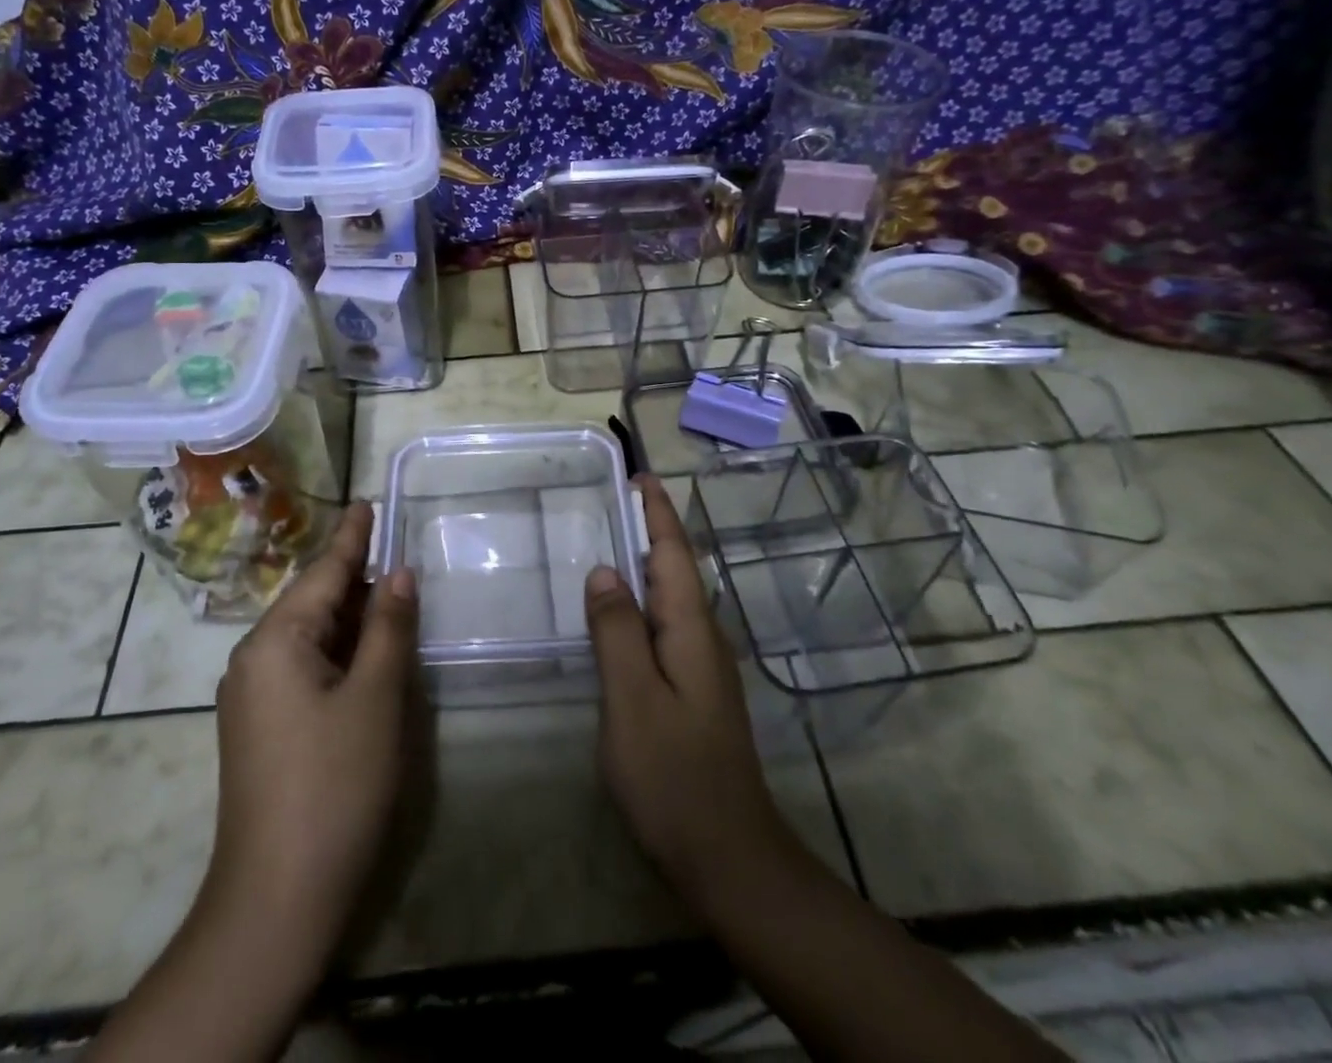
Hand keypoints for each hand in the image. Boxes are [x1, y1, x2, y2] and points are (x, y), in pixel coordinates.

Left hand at [206, 503, 417, 954]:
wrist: (276, 899)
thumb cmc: (334, 784)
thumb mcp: (375, 698)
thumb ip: (388, 627)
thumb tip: (398, 573)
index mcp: (275, 642)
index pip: (323, 572)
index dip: (353, 537)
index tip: (368, 502)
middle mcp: (254, 659)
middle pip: (314, 601)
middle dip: (357, 579)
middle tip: (399, 556)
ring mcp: (253, 697)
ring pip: (311, 636)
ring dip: (352, 619)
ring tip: (392, 597)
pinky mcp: (261, 728)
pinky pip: (304, 667)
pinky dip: (340, 652)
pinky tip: (368, 654)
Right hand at [584, 476, 797, 908]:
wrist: (728, 856)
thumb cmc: (674, 775)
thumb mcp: (633, 699)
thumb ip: (616, 632)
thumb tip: (603, 570)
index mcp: (691, 629)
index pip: (674, 553)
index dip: (658, 512)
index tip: (640, 475)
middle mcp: (703, 638)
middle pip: (676, 569)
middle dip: (651, 530)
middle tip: (613, 501)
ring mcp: (702, 667)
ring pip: (672, 598)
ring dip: (647, 564)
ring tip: (611, 542)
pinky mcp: (693, 691)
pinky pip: (665, 627)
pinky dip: (643, 603)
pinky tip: (620, 614)